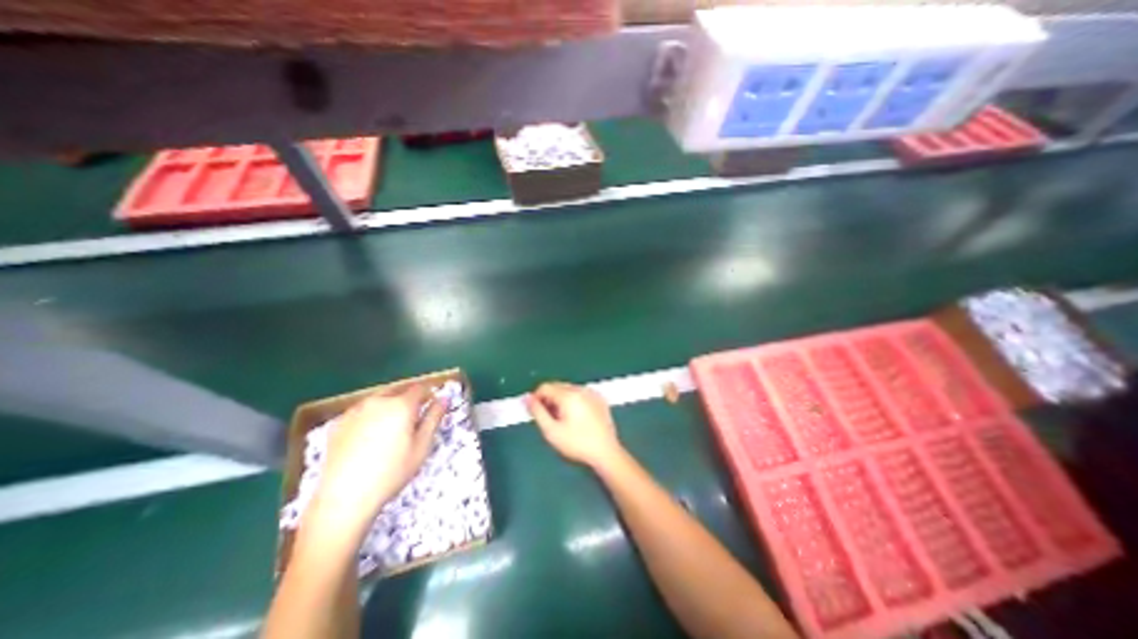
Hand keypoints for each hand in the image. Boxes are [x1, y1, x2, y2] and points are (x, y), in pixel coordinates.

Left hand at [309, 383, 446, 533]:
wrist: (344, 497)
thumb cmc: (392, 472)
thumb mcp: (422, 446)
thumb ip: (434, 418)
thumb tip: (444, 399)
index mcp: (401, 404)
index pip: (420, 388)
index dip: (428, 395)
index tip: (430, 407)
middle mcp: (378, 401)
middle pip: (398, 390)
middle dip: (408, 399)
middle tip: (412, 420)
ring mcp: (355, 410)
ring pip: (379, 399)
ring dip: (389, 406)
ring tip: (390, 429)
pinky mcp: (338, 423)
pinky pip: (362, 411)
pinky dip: (370, 416)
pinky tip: (369, 437)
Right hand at [524, 381, 620, 471]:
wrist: (606, 452)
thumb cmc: (576, 444)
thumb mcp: (551, 431)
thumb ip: (537, 412)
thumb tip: (526, 397)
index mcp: (568, 395)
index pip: (545, 387)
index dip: (536, 398)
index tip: (536, 413)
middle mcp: (580, 389)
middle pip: (557, 386)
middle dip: (549, 398)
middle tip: (550, 419)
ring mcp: (592, 392)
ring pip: (569, 389)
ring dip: (561, 399)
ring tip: (563, 420)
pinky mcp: (599, 398)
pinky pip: (580, 393)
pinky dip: (574, 400)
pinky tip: (577, 418)